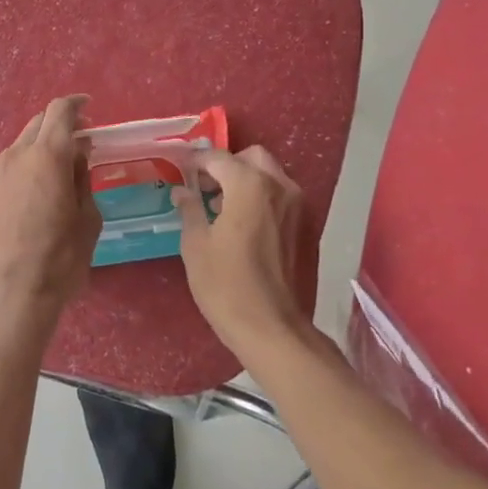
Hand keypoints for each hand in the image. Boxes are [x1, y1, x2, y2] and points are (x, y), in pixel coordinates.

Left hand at [0, 96, 101, 323]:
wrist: (8, 294)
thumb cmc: (60, 258)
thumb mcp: (87, 219)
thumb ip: (83, 180)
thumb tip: (78, 156)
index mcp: (47, 155)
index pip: (60, 111)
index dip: (76, 105)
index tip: (90, 108)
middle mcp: (17, 155)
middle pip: (39, 123)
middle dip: (61, 124)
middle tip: (82, 140)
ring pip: (22, 142)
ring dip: (43, 143)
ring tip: (63, 165)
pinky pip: (12, 164)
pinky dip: (29, 162)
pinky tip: (41, 185)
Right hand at [173, 146, 312, 358]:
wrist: (274, 330)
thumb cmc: (227, 287)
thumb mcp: (196, 246)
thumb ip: (190, 210)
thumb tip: (182, 192)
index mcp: (250, 186)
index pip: (219, 158)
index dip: (196, 162)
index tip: (180, 171)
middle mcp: (280, 187)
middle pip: (252, 158)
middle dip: (227, 166)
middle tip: (204, 187)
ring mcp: (299, 207)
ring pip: (270, 176)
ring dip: (246, 181)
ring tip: (221, 208)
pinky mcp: (307, 227)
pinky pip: (281, 198)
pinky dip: (262, 199)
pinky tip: (243, 226)